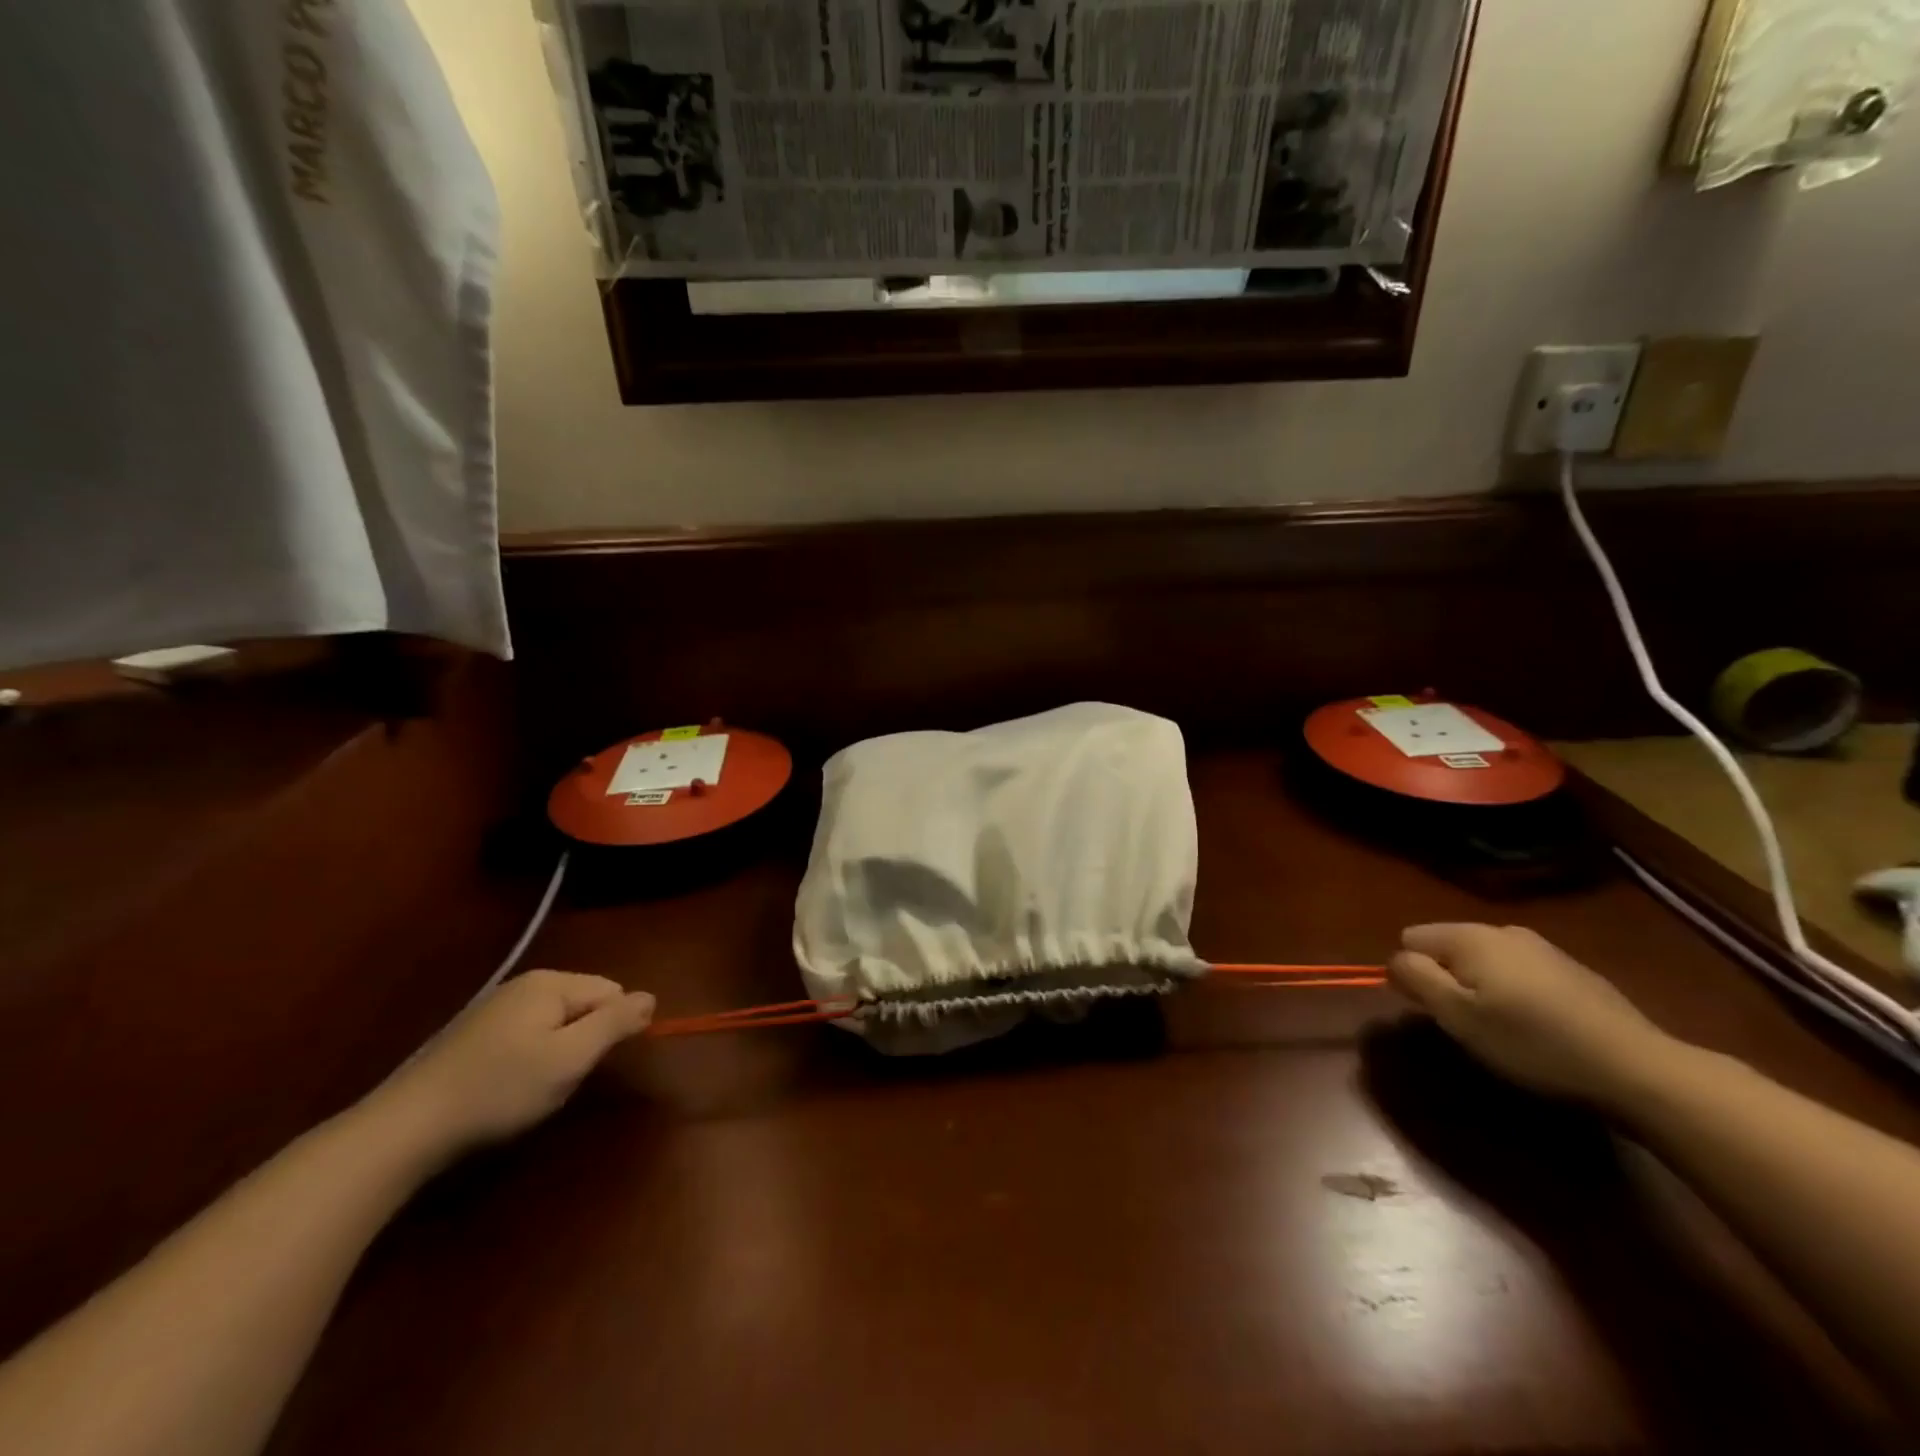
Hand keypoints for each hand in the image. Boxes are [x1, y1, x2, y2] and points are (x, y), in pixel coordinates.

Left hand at [366, 971, 654, 1163]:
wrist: (404, 1129)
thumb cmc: (499, 1090)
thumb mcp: (570, 1058)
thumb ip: (615, 1023)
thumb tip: (651, 997)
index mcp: (550, 982)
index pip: (612, 992)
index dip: (611, 1031)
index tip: (586, 1066)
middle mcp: (523, 984)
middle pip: (583, 1006)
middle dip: (582, 1042)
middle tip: (558, 1080)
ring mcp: (494, 1008)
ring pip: (555, 1025)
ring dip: (555, 1055)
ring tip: (529, 1090)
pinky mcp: (472, 1035)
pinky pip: (525, 1037)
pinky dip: (526, 1062)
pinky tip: (503, 1091)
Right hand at [1387, 924, 1674, 1107]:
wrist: (1637, 1068)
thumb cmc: (1532, 1041)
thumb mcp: (1458, 1016)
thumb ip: (1416, 979)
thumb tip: (1395, 960)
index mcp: (1470, 936)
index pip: (1410, 939)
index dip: (1412, 973)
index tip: (1434, 1010)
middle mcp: (1502, 930)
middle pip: (1448, 947)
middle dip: (1448, 979)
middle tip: (1468, 1023)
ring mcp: (1543, 948)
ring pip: (1485, 961)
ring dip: (1482, 987)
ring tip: (1503, 1028)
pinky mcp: (1573, 971)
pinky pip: (1521, 973)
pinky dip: (1516, 993)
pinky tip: (1539, 1027)